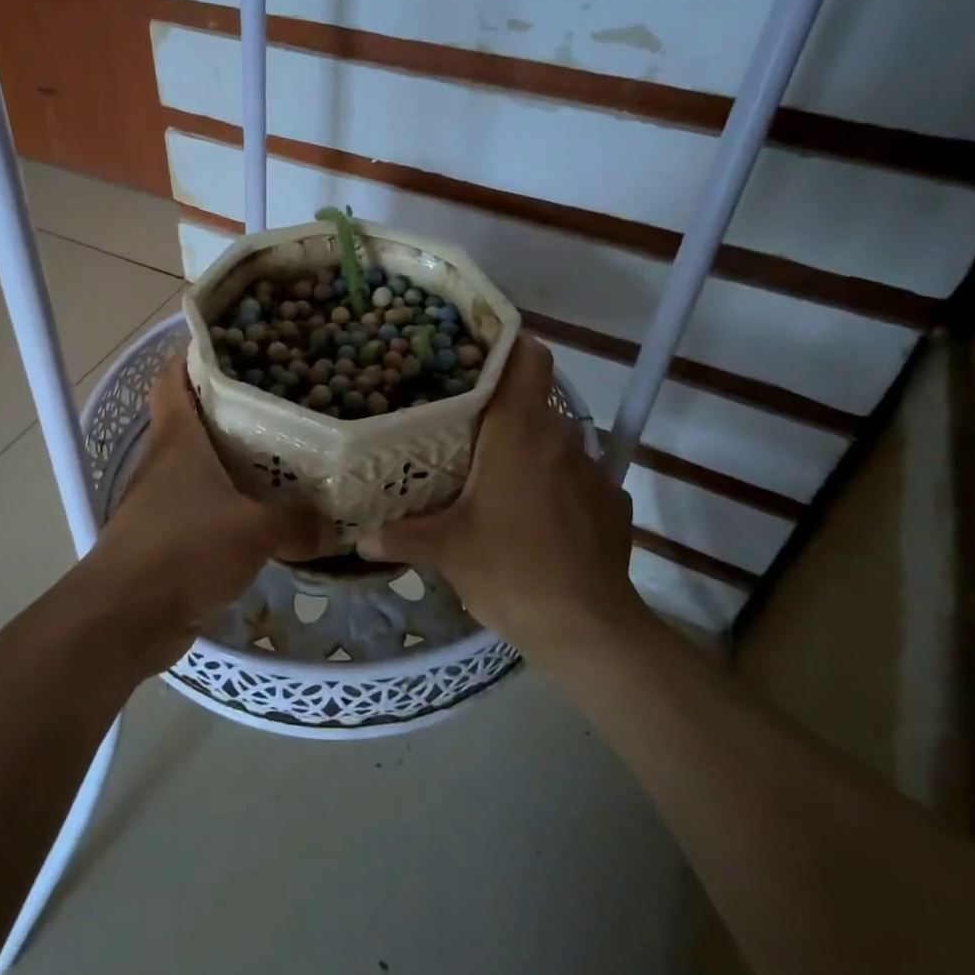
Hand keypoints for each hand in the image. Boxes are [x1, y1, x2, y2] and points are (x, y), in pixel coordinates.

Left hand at [88, 355, 330, 661]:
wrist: (126, 617)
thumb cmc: (184, 551)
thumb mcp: (253, 531)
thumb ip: (297, 522)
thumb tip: (334, 525)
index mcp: (177, 439)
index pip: (173, 378)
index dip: (194, 357)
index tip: (235, 348)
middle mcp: (164, 462)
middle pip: (193, 419)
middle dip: (232, 410)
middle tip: (282, 404)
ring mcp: (161, 501)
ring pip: (200, 467)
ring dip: (232, 462)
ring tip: (282, 457)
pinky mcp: (165, 538)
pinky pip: (202, 509)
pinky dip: (228, 506)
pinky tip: (262, 514)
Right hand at [356, 336, 645, 659]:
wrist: (587, 629)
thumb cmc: (510, 570)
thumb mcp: (446, 550)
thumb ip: (402, 535)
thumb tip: (362, 537)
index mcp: (520, 433)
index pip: (528, 359)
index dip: (508, 345)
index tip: (476, 351)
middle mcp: (561, 439)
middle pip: (534, 402)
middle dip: (501, 409)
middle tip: (463, 426)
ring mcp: (593, 471)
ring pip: (554, 442)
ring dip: (528, 451)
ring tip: (495, 478)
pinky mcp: (612, 504)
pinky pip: (575, 480)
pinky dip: (555, 488)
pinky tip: (535, 521)